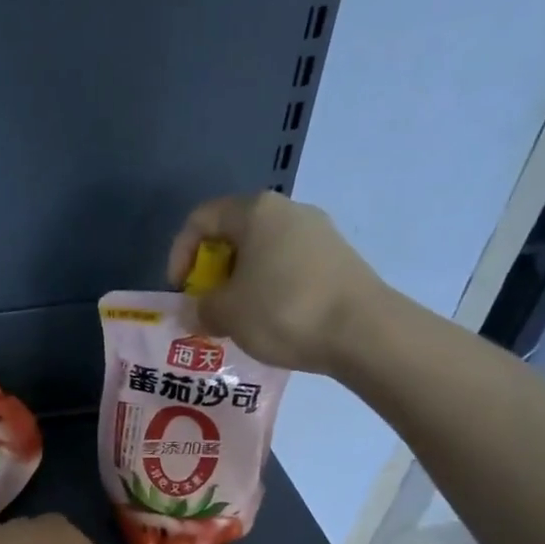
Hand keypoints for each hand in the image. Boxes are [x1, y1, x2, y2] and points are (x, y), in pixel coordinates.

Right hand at [166, 192, 388, 375]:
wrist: (365, 332)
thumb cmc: (284, 311)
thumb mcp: (227, 314)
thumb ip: (200, 309)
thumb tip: (193, 312)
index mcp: (256, 211)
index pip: (202, 219)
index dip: (180, 254)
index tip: (181, 290)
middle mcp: (289, 211)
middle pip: (235, 234)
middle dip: (213, 271)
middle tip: (208, 306)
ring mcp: (319, 233)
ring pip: (263, 253)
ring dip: (242, 283)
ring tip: (238, 318)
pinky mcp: (339, 259)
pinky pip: (290, 267)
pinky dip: (271, 289)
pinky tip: (273, 321)